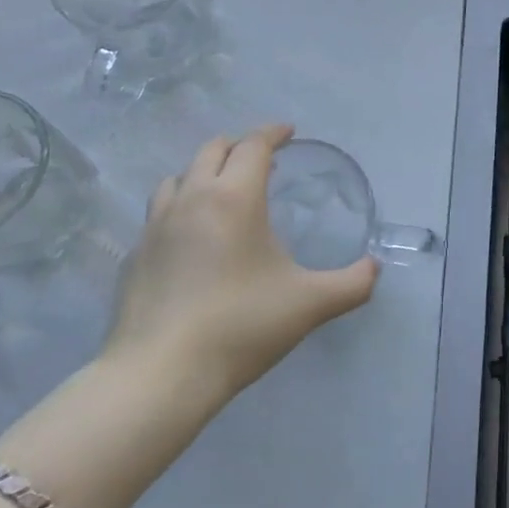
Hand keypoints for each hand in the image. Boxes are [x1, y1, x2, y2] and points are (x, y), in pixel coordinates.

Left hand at [104, 124, 378, 400]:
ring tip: (223, 191)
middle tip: (262, 160)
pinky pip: (159, 213)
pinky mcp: (135, 256)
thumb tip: (374, 268)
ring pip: (178, 178)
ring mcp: (155, 227)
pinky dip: (181, 208)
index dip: (273, 133)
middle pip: (212, 150)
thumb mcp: (311, 304)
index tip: (289, 132)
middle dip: (239, 146)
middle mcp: (191, 199)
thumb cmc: (241, 327)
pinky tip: (192, 239)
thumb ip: (352, 283)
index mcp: (234, 199)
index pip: (253, 146)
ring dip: (204, 172)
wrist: (160, 375)